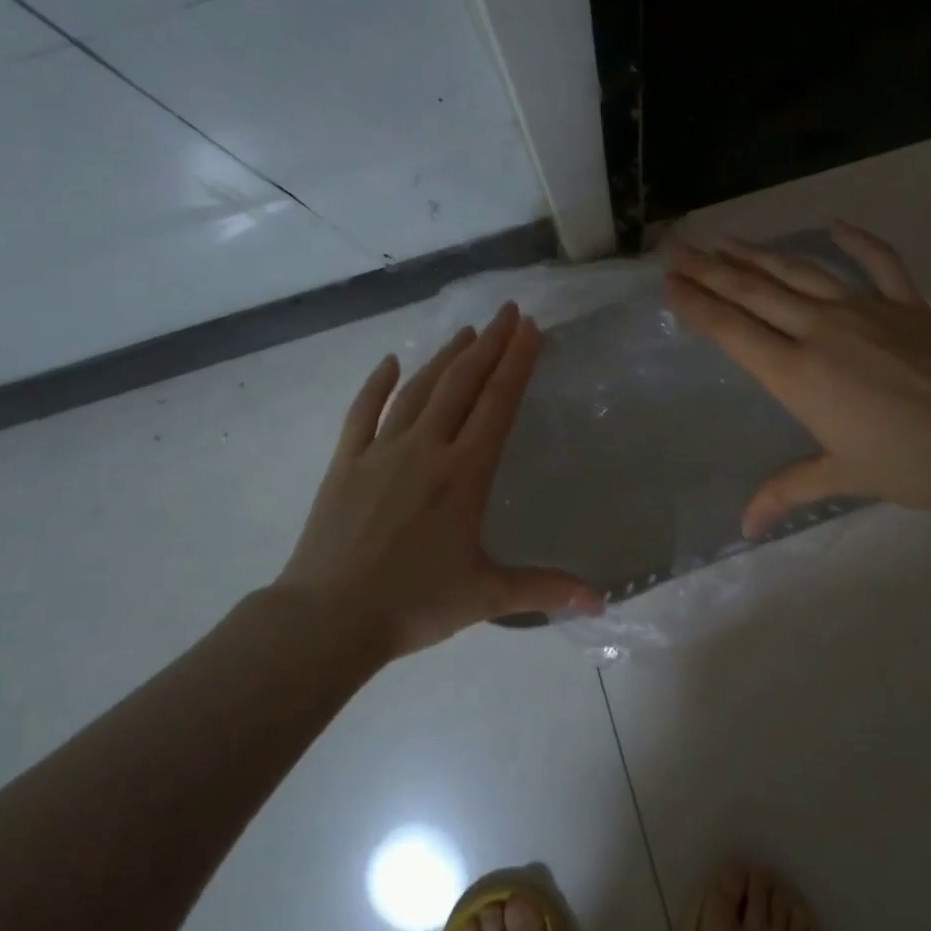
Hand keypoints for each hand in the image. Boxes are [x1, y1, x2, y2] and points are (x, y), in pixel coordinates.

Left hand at [275, 303, 600, 659]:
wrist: (329, 618)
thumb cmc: (413, 604)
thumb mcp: (486, 596)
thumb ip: (545, 589)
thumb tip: (602, 603)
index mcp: (464, 474)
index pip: (497, 404)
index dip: (516, 363)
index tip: (530, 328)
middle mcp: (425, 449)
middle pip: (462, 384)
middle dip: (488, 345)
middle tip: (507, 313)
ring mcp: (380, 451)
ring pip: (418, 391)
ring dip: (444, 358)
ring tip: (466, 333)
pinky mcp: (346, 463)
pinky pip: (363, 413)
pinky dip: (377, 385)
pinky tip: (390, 362)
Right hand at [664, 223, 930, 534]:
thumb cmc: (906, 463)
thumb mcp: (840, 476)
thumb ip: (786, 492)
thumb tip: (746, 528)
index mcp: (796, 372)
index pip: (732, 330)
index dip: (696, 304)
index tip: (670, 282)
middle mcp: (820, 330)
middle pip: (754, 292)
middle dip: (711, 270)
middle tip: (680, 250)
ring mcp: (865, 310)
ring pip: (800, 272)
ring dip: (761, 254)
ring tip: (729, 241)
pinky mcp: (906, 304)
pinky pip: (879, 262)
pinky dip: (858, 241)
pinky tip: (836, 225)